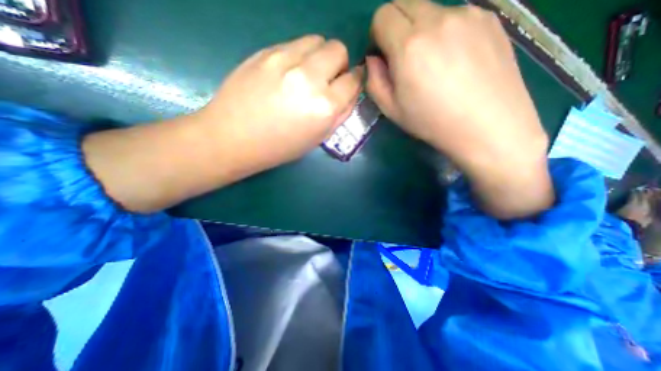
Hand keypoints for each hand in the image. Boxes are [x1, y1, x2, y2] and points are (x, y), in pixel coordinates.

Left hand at [195, 36, 363, 174]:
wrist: (234, 138)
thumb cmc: (280, 147)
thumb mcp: (318, 138)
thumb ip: (340, 114)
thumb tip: (350, 93)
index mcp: (325, 107)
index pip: (353, 80)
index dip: (354, 81)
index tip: (349, 84)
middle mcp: (309, 79)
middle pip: (338, 50)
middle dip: (339, 64)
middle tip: (328, 79)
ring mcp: (285, 61)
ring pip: (317, 40)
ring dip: (319, 56)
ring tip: (307, 74)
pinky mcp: (265, 52)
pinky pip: (294, 44)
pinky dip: (299, 55)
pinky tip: (288, 73)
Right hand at [369, 0, 553, 218]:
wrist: (488, 126)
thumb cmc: (432, 122)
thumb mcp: (391, 110)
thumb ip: (374, 80)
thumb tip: (374, 59)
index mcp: (409, 45)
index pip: (382, 16)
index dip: (377, 35)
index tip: (383, 55)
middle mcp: (438, 19)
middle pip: (405, 3)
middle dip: (396, 26)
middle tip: (403, 57)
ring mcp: (468, 14)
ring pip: (430, 9)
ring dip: (421, 29)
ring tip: (433, 62)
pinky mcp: (489, 19)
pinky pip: (455, 16)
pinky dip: (445, 31)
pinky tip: (455, 59)